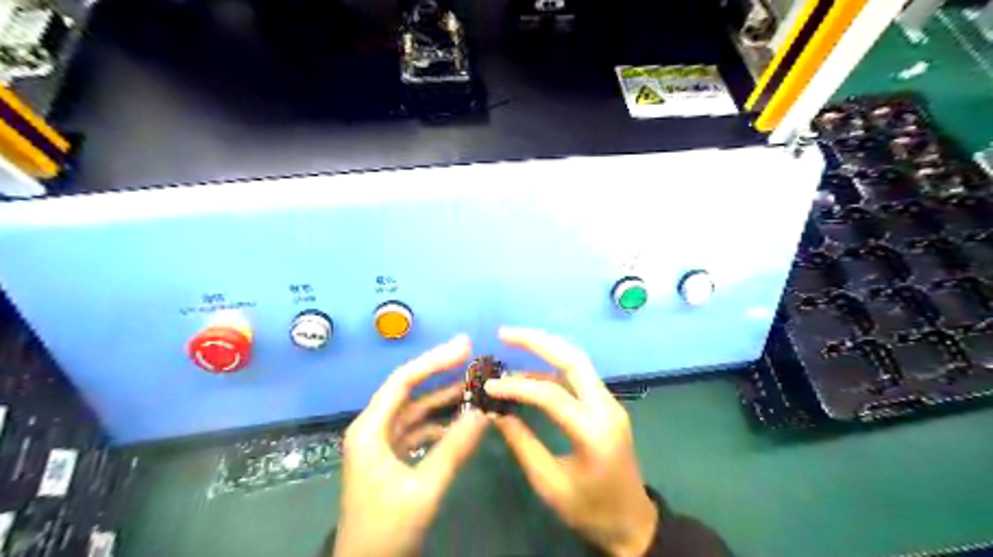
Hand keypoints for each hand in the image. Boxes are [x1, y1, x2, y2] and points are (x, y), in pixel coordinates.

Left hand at [333, 335, 487, 556]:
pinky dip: (441, 421)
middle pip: (409, 390)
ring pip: (416, 409)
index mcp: (370, 429)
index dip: (434, 360)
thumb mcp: (423, 488)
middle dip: (441, 372)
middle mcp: (373, 428)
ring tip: (475, 384)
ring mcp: (383, 443)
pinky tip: (463, 419)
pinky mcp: (392, 457)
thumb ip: (454, 448)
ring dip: (444, 397)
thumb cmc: (386, 530)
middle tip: (473, 356)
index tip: (465, 346)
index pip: (403, 381)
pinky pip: (419, 429)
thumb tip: (485, 412)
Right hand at [483, 325, 656, 556]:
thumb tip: (494, 412)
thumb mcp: (549, 483)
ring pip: (578, 362)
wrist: (632, 522)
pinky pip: (578, 378)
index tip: (488, 388)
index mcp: (593, 432)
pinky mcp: (607, 406)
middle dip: (538, 341)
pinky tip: (530, 375)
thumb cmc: (590, 510)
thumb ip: (522, 443)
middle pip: (573, 359)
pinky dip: (553, 369)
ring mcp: (610, 404)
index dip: (516, 387)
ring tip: (513, 343)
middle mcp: (606, 408)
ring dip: (546, 350)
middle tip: (505, 334)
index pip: (551, 395)